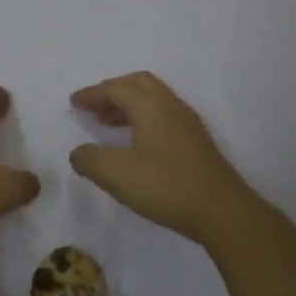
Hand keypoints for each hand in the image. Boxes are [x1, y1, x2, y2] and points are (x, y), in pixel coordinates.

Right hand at [69, 72, 256, 243]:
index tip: (74, 102)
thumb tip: (78, 153)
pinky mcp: (196, 142)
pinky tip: (135, 143)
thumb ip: (89, 159)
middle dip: (112, 91)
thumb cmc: (165, 185)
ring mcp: (187, 123)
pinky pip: (163, 116)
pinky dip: (142, 119)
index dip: (92, 94)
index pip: (115, 89)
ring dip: (128, 105)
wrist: (221, 211)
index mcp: (150, 105)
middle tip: (93, 105)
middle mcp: (170, 106)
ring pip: (153, 100)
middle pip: (138, 84)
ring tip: (107, 123)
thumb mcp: (115, 174)